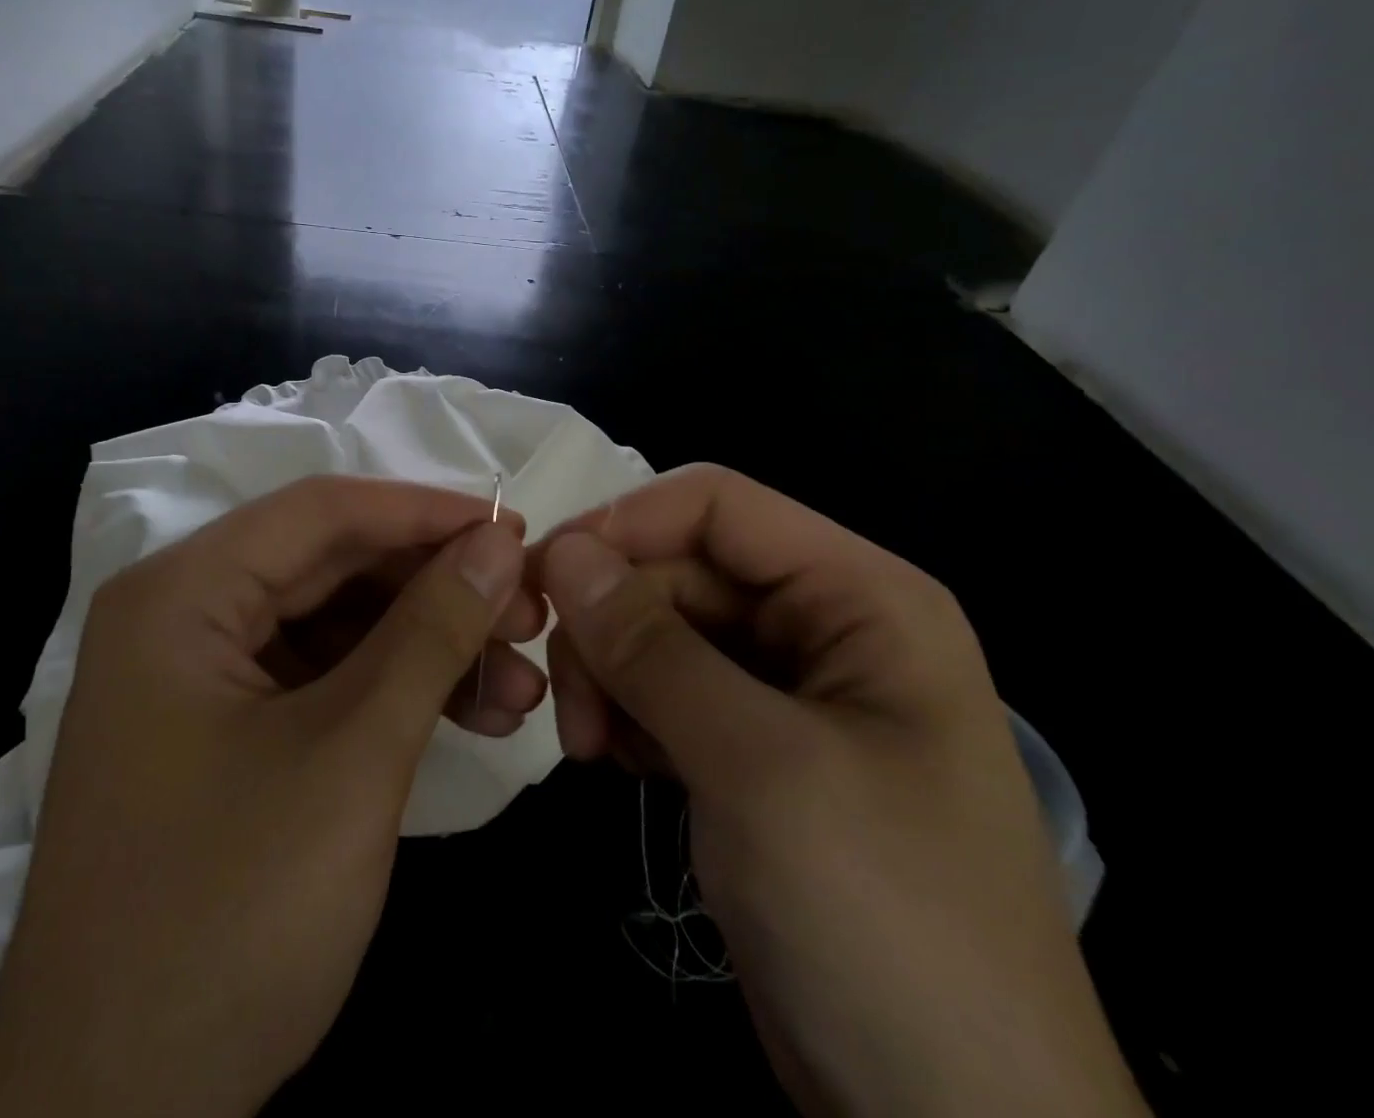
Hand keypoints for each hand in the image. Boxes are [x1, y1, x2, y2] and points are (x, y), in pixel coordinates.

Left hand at [0, 476, 540, 1117]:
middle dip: (436, 587)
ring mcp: (201, 676)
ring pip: (337, 623)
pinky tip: (473, 714)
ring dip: (429, 645)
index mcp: (182, 593)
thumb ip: (430, 632)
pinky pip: (323, 678)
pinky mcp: (225, 730)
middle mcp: (183, 614)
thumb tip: (498, 545)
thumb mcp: (350, 756)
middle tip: (530, 615)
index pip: (322, 512)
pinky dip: (395, 690)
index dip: (425, 512)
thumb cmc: (226, 917)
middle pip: (332, 565)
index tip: (515, 530)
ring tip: (520, 685)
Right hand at [534, 464, 1147, 1117]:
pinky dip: (625, 712)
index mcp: (859, 596)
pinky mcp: (751, 749)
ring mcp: (785, 692)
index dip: (624, 523)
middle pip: (678, 570)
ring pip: (660, 629)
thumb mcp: (757, 766)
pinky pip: (664, 690)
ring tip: (584, 745)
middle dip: (608, 620)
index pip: (716, 506)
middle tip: (564, 701)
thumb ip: (651, 647)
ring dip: (608, 671)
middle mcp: (823, 626)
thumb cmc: (884, 923)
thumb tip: (560, 551)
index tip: (545, 577)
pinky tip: (613, 761)